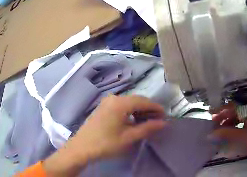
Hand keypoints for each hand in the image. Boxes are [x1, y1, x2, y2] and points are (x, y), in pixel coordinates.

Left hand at [43, 95, 165, 175]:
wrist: (81, 148)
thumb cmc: (106, 143)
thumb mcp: (129, 137)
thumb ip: (147, 128)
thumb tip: (163, 123)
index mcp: (120, 103)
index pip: (144, 101)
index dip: (156, 108)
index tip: (165, 116)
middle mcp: (113, 98)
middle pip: (136, 100)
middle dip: (148, 109)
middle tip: (158, 120)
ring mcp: (106, 102)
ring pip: (128, 103)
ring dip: (139, 110)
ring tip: (148, 121)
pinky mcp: (103, 108)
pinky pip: (121, 106)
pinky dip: (130, 111)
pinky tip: (133, 121)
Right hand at [210, 98, 246, 168]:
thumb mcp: (246, 138)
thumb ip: (228, 134)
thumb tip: (210, 133)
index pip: (234, 105)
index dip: (221, 111)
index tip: (210, 116)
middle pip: (240, 108)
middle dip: (227, 116)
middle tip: (216, 125)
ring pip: (246, 112)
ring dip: (234, 120)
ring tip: (224, 130)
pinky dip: (243, 123)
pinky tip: (237, 130)